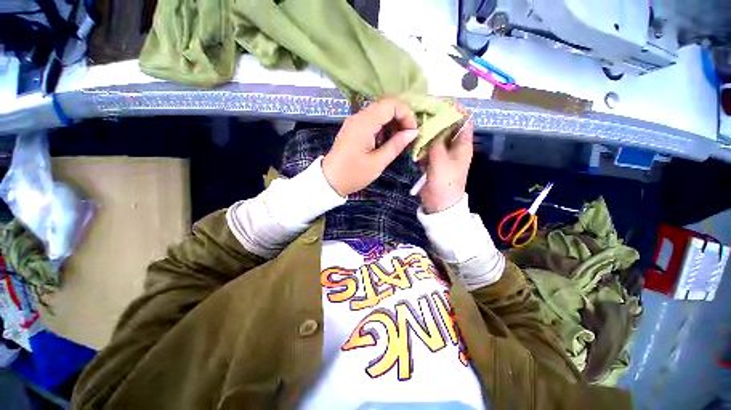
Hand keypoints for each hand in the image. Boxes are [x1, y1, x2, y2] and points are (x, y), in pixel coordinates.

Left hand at [322, 98, 418, 195]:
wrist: (330, 180)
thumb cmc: (354, 174)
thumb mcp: (378, 162)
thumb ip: (396, 145)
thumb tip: (413, 132)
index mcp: (364, 124)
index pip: (390, 105)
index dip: (406, 114)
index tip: (412, 132)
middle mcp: (358, 117)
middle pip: (385, 106)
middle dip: (400, 118)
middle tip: (407, 136)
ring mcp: (354, 122)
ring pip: (379, 112)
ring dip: (392, 122)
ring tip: (398, 140)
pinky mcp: (353, 128)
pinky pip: (371, 120)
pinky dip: (383, 127)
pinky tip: (386, 141)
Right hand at [419, 120, 473, 213]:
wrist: (439, 204)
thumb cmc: (444, 182)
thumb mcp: (441, 161)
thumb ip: (435, 143)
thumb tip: (430, 126)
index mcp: (463, 145)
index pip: (464, 121)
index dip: (455, 111)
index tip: (439, 103)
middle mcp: (454, 147)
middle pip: (447, 129)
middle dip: (436, 120)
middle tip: (421, 112)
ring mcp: (442, 155)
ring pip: (436, 138)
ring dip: (427, 133)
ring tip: (414, 123)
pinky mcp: (433, 162)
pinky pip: (428, 149)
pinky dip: (422, 145)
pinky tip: (412, 139)